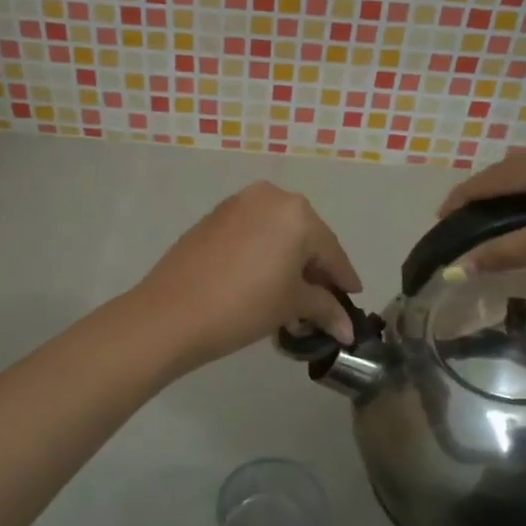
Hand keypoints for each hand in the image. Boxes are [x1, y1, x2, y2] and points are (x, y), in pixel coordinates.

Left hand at [135, 182, 363, 371]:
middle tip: (323, 299)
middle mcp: (269, 196)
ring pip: (276, 232)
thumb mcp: (291, 306)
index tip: (354, 297)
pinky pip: (252, 232)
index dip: (344, 278)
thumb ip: (325, 308)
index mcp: (296, 213)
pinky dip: (263, 252)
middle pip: (304, 236)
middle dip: (315, 268)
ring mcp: (237, 203)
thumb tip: (348, 329)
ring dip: (288, 259)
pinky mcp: (213, 217)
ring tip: (292, 293)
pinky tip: (263, 279)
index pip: (331, 250)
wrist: (171, 313)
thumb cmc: (243, 306)